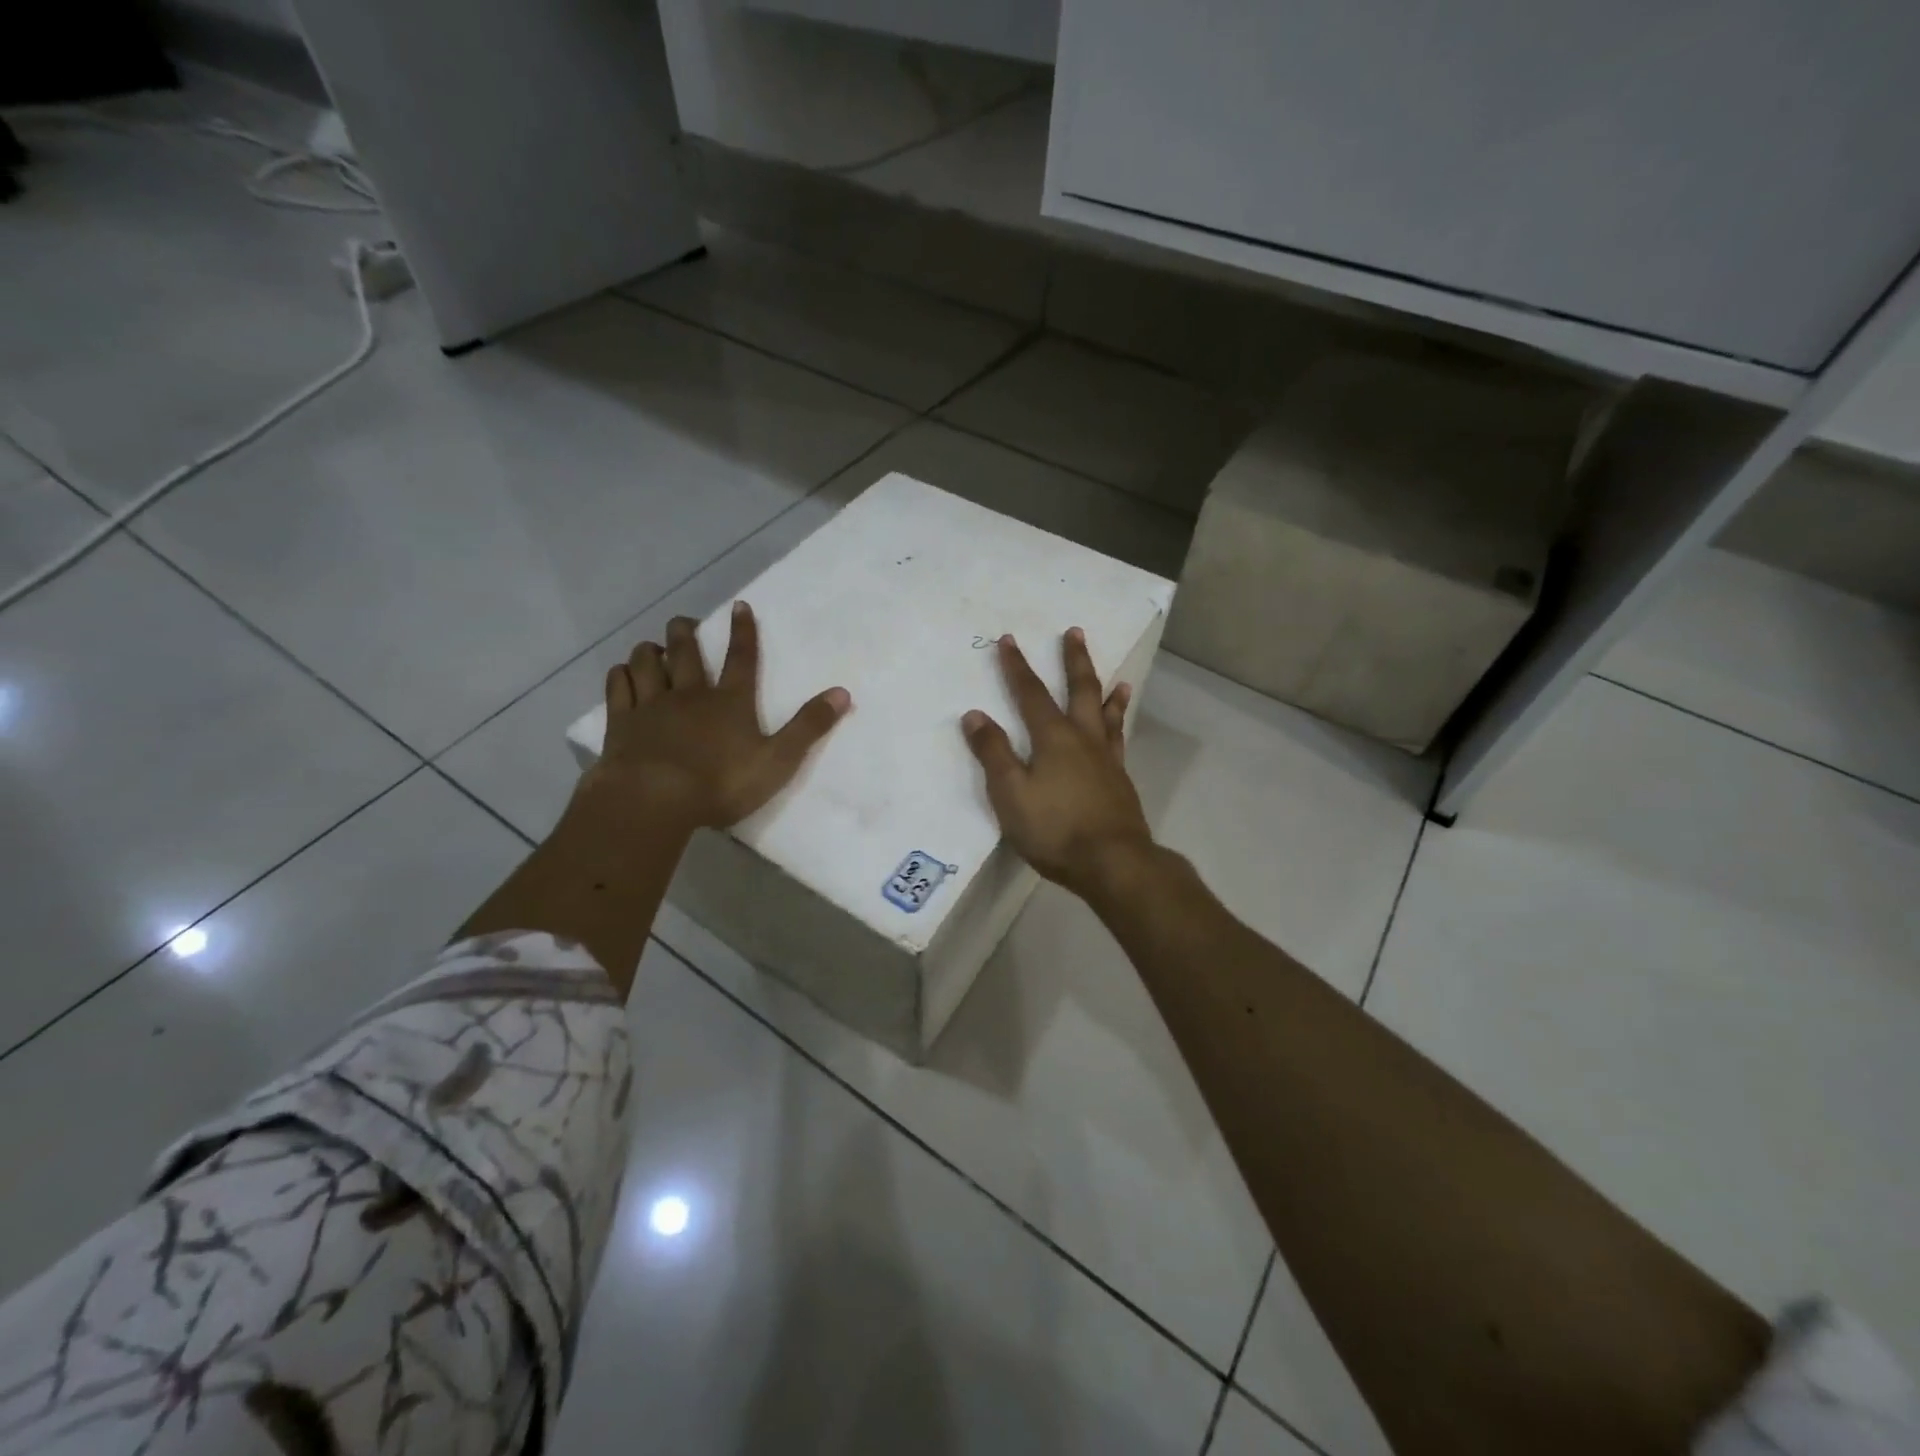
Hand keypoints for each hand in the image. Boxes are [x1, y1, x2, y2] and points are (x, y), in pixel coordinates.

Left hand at [580, 602, 850, 833]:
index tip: (739, 606)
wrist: (654, 799)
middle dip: (686, 632)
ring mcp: (651, 706)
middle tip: (684, 622)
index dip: (743, 632)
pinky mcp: (621, 724)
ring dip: (650, 650)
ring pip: (647, 664)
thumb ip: (809, 727)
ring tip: (652, 647)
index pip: (741, 659)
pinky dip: (621, 675)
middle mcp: (689, 695)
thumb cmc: (721, 783)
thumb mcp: (778, 760)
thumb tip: (842, 692)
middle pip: (686, 653)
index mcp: (730, 702)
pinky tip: (622, 673)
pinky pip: (618, 688)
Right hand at [961, 629, 1154, 899]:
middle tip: (1074, 632)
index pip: (1031, 694)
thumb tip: (975, 714)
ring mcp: (1107, 760)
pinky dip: (1119, 726)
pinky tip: (1118, 730)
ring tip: (1116, 678)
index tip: (1008, 640)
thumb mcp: (1011, 794)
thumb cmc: (1054, 829)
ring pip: (1107, 715)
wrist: (1113, 862)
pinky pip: (1119, 741)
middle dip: (1074, 661)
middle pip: (1080, 690)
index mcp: (1053, 738)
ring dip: (1107, 692)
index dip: (1017, 667)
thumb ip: (993, 753)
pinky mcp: (1121, 782)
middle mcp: (1084, 739)